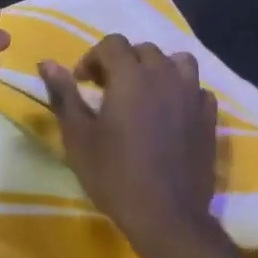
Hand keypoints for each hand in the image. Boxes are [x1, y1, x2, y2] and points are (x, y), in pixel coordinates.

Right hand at [39, 34, 219, 247]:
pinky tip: (171, 112)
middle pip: (144, 50)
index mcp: (131, 75)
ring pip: (177, 62)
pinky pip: (197, 89)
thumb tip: (47, 63)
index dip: (93, 58)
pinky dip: (182, 91)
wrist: (166, 214)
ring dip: (157, 70)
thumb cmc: (114, 175)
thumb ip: (64, 94)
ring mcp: (192, 95)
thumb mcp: (78, 136)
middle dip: (122, 62)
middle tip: (107, 90)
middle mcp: (165, 75)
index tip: (82, 83)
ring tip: (144, 94)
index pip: (112, 43)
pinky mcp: (209, 117)